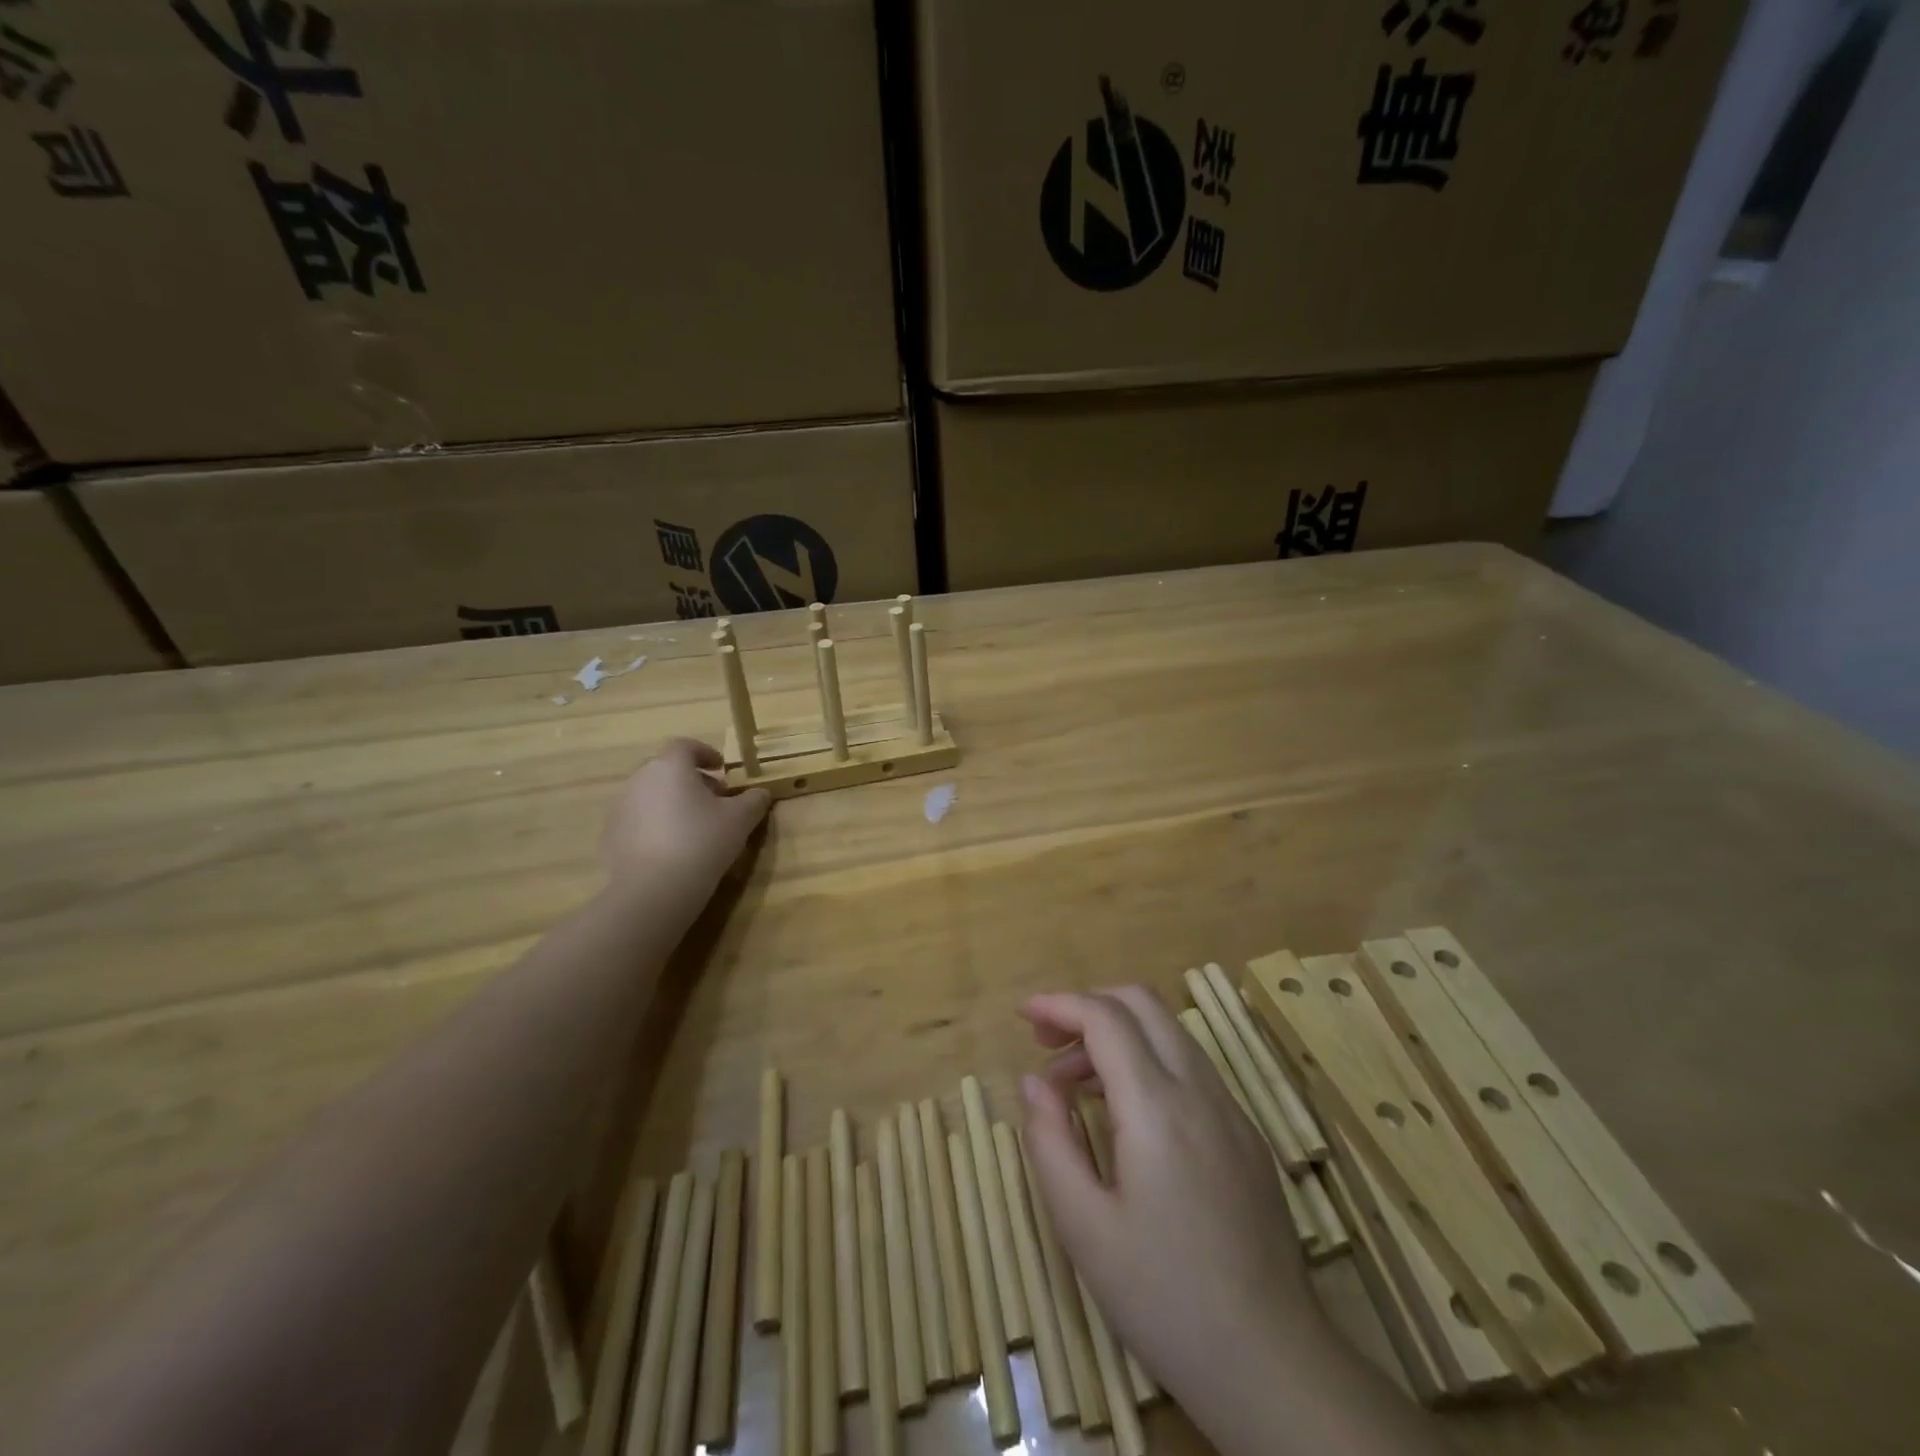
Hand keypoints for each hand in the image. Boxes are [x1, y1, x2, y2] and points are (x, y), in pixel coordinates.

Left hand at [601, 739, 769, 899]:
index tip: (722, 769)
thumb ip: (753, 800)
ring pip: (651, 795)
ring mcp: (621, 808)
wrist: (654, 890)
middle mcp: (640, 779)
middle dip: (691, 779)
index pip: (686, 746)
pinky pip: (638, 821)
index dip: (706, 753)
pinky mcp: (611, 836)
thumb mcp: (740, 820)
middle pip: (666, 769)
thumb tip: (761, 793)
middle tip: (713, 799)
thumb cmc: (702, 842)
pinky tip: (673, 849)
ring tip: (694, 827)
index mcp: (670, 766)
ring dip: (672, 802)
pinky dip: (656, 825)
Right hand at [1019, 988, 1321, 1441]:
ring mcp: (1231, 1110)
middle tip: (1049, 1044)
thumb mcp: (1084, 1227)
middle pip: (1142, 1004)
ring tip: (1076, 1085)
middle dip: (1088, 1005)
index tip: (1023, 1015)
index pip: (1104, 1018)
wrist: (1273, 1364)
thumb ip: (1050, 1141)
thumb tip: (1035, 1082)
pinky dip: (1147, 1061)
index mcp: (1157, 1107)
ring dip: (1117, 1034)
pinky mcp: (1246, 1135)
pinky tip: (1125, 1114)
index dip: (1059, 1004)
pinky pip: (1190, 1068)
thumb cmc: (1164, 1297)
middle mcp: (1200, 1090)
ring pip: (1169, 1032)